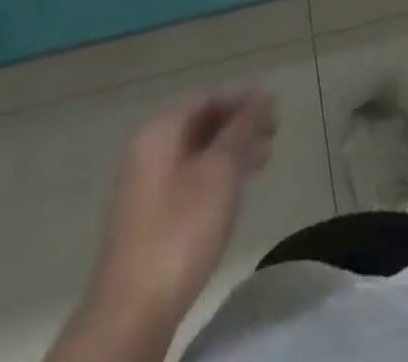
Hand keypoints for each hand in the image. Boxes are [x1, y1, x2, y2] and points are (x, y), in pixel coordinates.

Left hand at [77, 90, 275, 348]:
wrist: (132, 312)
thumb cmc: (181, 230)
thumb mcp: (221, 172)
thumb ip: (243, 129)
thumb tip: (262, 95)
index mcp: (161, 129)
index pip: (208, 96)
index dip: (243, 98)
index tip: (275, 109)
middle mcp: (148, 149)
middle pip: (200, 122)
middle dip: (238, 125)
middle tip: (274, 135)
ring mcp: (144, 184)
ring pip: (196, 152)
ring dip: (230, 151)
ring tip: (263, 160)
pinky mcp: (148, 217)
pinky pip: (188, 177)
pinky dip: (215, 174)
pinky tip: (234, 190)